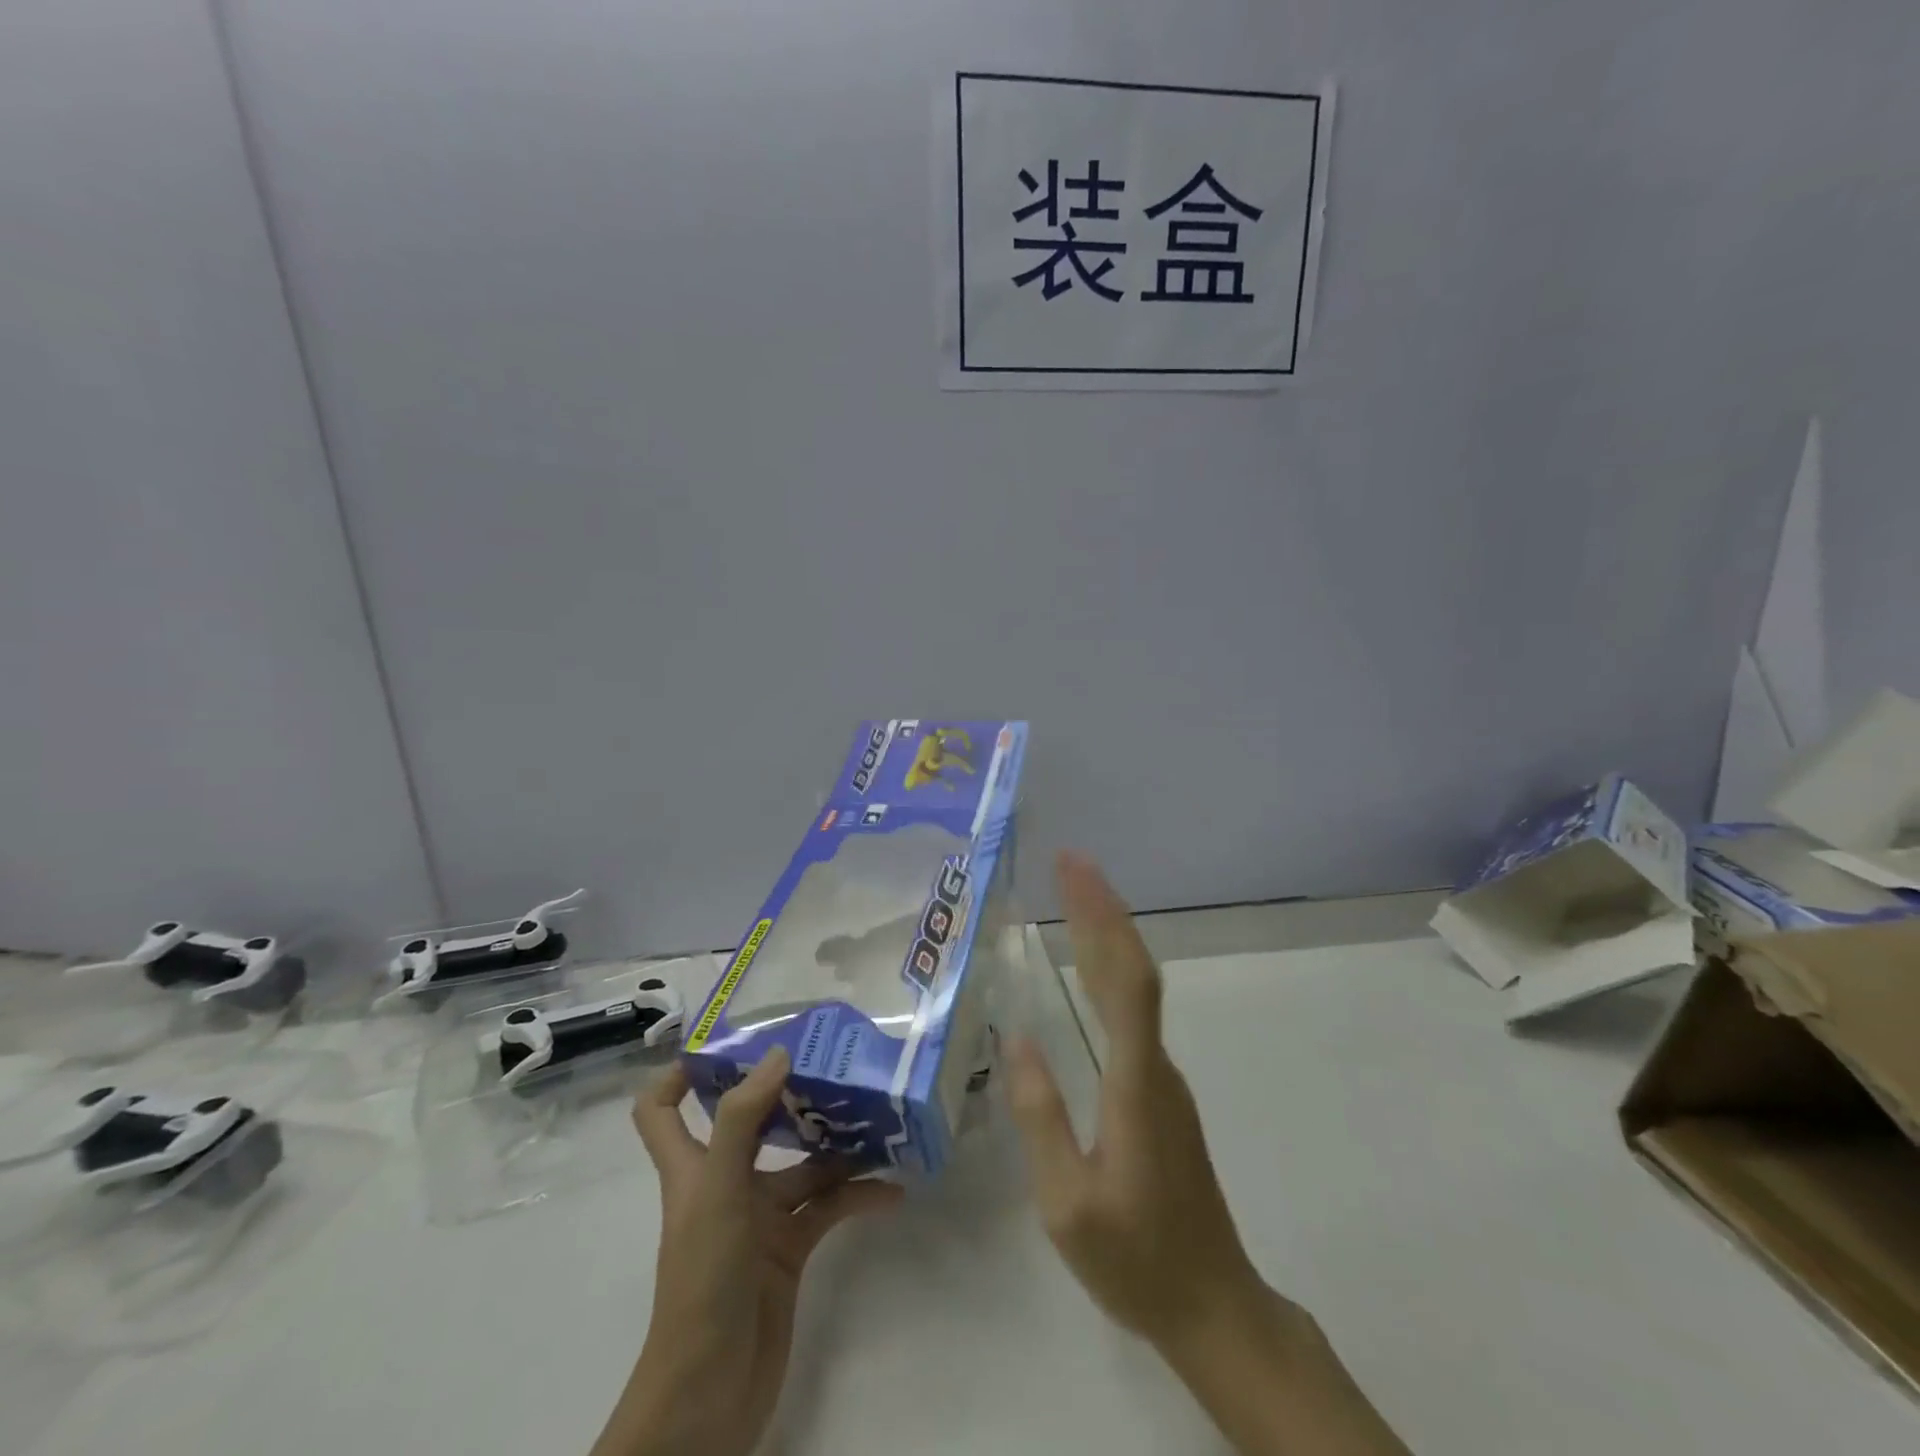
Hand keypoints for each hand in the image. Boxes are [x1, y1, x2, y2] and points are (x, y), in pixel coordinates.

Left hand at [592, 1050, 903, 1455]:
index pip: (662, 1109)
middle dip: (785, 1091)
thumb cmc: (703, 1281)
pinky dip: (857, 1196)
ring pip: (801, 1164)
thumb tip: (777, 1054)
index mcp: (691, 1166)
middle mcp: (723, 1182)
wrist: (710, 1397)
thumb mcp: (717, 1191)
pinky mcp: (789, 1249)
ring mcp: (758, 1217)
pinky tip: (892, 1190)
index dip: (681, 1072)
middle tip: (830, 1059)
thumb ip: (741, 1119)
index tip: (730, 1040)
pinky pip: (828, 1208)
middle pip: (749, 1122)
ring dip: (837, 1145)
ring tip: (878, 1115)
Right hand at [1008, 852, 1408, 1455]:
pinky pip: (1133, 1011)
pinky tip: (1089, 965)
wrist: (1214, 1305)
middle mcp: (1155, 1065)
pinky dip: (1109, 969)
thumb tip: (1017, 1037)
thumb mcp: (1067, 1202)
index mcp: (1135, 1083)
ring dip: (1107, 934)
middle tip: (1067, 861)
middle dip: (1102, 908)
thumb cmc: (1136, 1259)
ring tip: (1072, 895)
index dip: (1102, 918)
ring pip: (1136, 988)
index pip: (1125, 980)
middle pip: (1133, 969)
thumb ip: (1040, 1117)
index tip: (1074, 871)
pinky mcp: (1159, 1092)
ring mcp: (1162, 1077)